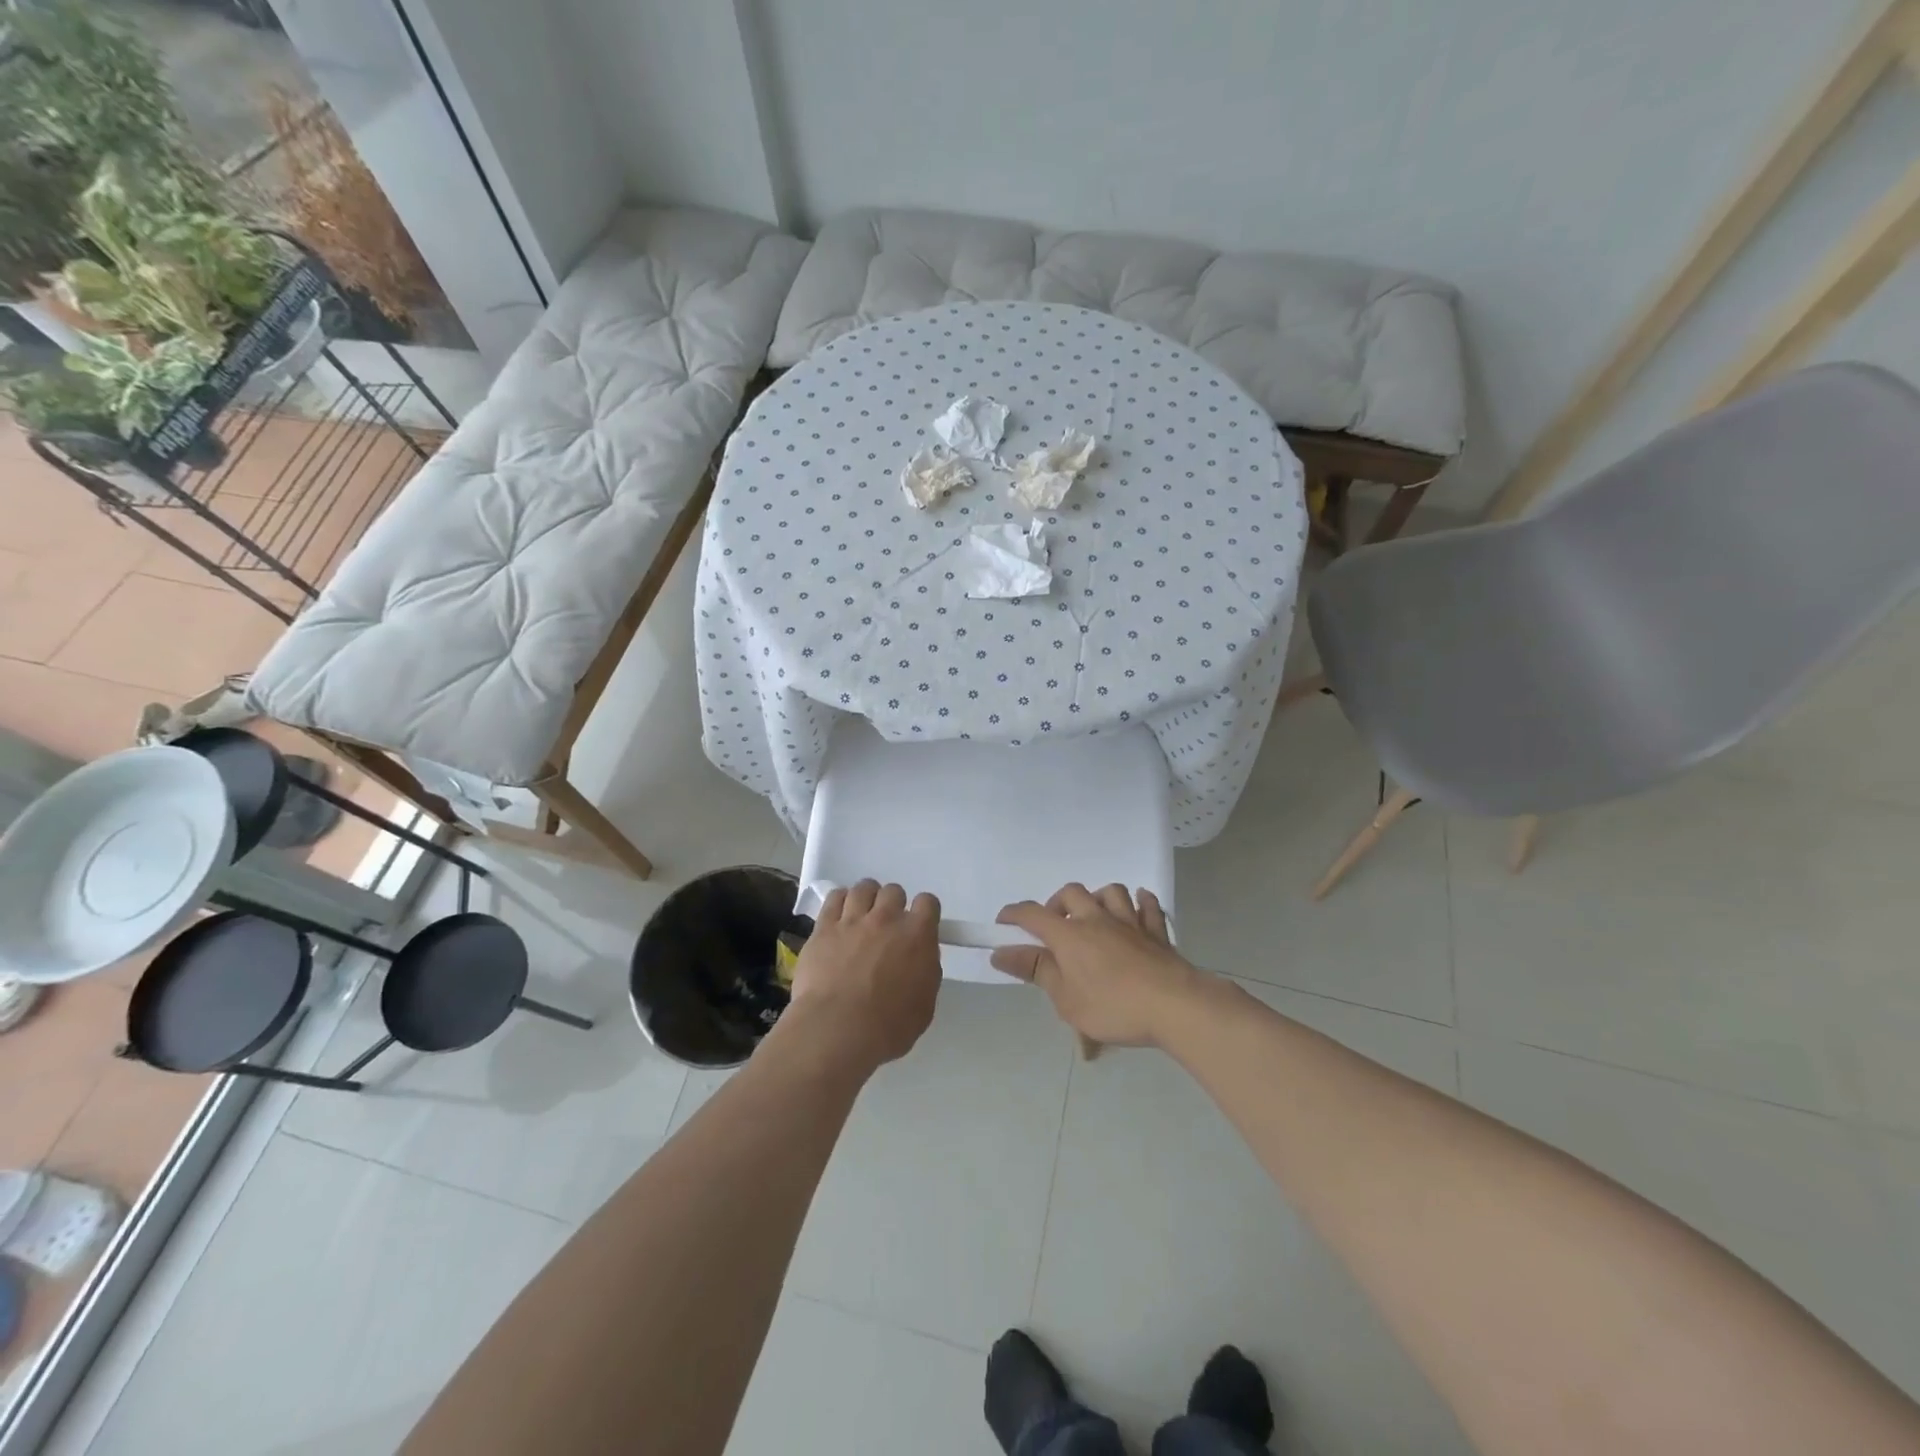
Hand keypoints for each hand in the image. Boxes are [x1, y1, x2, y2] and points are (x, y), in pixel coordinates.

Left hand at [785, 880, 941, 1069]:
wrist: (837, 1029)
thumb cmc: (888, 1026)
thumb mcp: (924, 1005)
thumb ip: (925, 973)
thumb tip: (919, 960)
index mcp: (917, 935)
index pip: (928, 903)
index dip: (923, 913)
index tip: (917, 928)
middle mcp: (887, 918)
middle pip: (894, 891)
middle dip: (893, 906)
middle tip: (886, 929)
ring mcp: (853, 920)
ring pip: (864, 888)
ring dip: (867, 899)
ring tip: (861, 918)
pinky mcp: (824, 927)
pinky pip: (834, 898)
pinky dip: (840, 901)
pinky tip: (839, 917)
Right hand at [993, 884, 1203, 1048]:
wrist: (1174, 1005)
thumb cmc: (1113, 1006)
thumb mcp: (1065, 999)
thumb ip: (1035, 971)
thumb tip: (1001, 953)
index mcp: (1069, 936)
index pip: (1032, 915)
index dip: (1014, 915)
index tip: (1003, 923)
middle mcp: (1097, 919)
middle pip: (1072, 893)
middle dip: (1057, 904)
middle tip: (1055, 928)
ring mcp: (1130, 922)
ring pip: (1111, 892)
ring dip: (1098, 898)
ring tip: (1094, 916)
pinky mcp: (1157, 932)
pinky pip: (1148, 906)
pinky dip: (1141, 903)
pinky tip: (1138, 906)